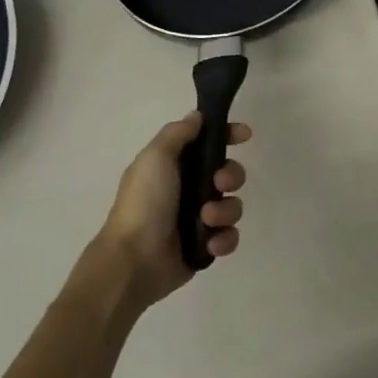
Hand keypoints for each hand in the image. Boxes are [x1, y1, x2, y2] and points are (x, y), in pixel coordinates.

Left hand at [74, 113, 249, 314]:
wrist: (134, 260)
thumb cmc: (144, 203)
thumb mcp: (155, 158)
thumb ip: (177, 134)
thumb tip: (197, 117)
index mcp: (175, 166)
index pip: (208, 143)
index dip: (227, 135)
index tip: (244, 135)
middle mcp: (188, 189)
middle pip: (228, 173)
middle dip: (231, 176)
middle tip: (219, 183)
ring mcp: (198, 219)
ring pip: (233, 206)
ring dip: (225, 211)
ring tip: (206, 220)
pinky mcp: (205, 246)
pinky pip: (229, 236)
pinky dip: (224, 239)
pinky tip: (210, 244)